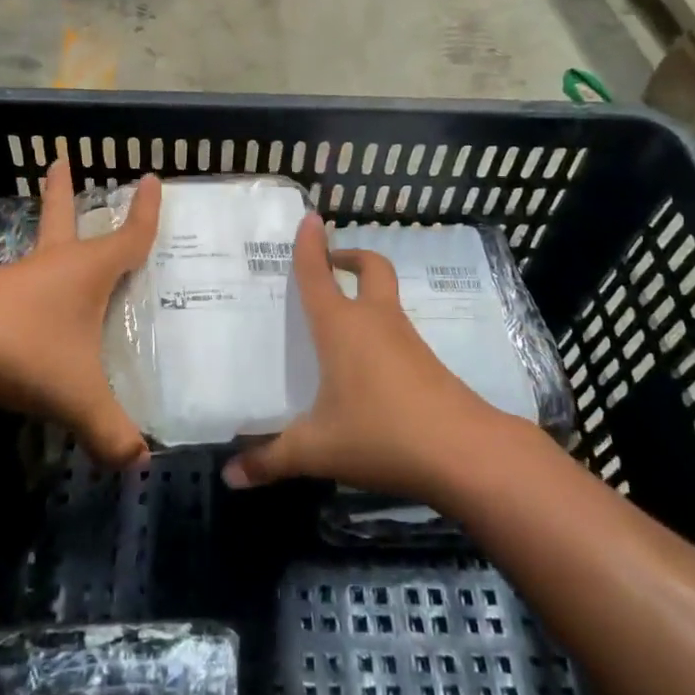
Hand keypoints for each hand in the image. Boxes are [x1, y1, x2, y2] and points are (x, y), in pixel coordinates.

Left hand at [0, 158, 160, 467]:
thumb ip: (110, 432)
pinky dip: (23, 290)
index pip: (128, 237)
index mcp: (84, 272)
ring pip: (35, 254)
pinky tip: (21, 311)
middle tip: (58, 160)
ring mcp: (9, 280)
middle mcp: (48, 266)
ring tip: (54, 246)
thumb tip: (138, 464)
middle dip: (64, 191)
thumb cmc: (23, 354)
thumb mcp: (77, 397)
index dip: (145, 213)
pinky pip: (12, 290)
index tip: (151, 179)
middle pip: (62, 218)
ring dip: (45, 240)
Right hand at [223, 214, 502, 502]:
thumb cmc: (381, 434)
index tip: (310, 217)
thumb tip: (230, 477)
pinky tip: (365, 367)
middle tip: (331, 264)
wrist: (464, 452)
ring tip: (337, 321)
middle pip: (370, 269)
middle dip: (350, 258)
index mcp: (341, 327)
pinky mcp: (427, 364)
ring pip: (386, 299)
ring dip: (366, 294)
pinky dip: (379, 330)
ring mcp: (406, 340)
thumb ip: (271, 460)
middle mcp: (375, 322)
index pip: (318, 275)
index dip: (310, 246)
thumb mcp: (317, 450)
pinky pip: (396, 332)